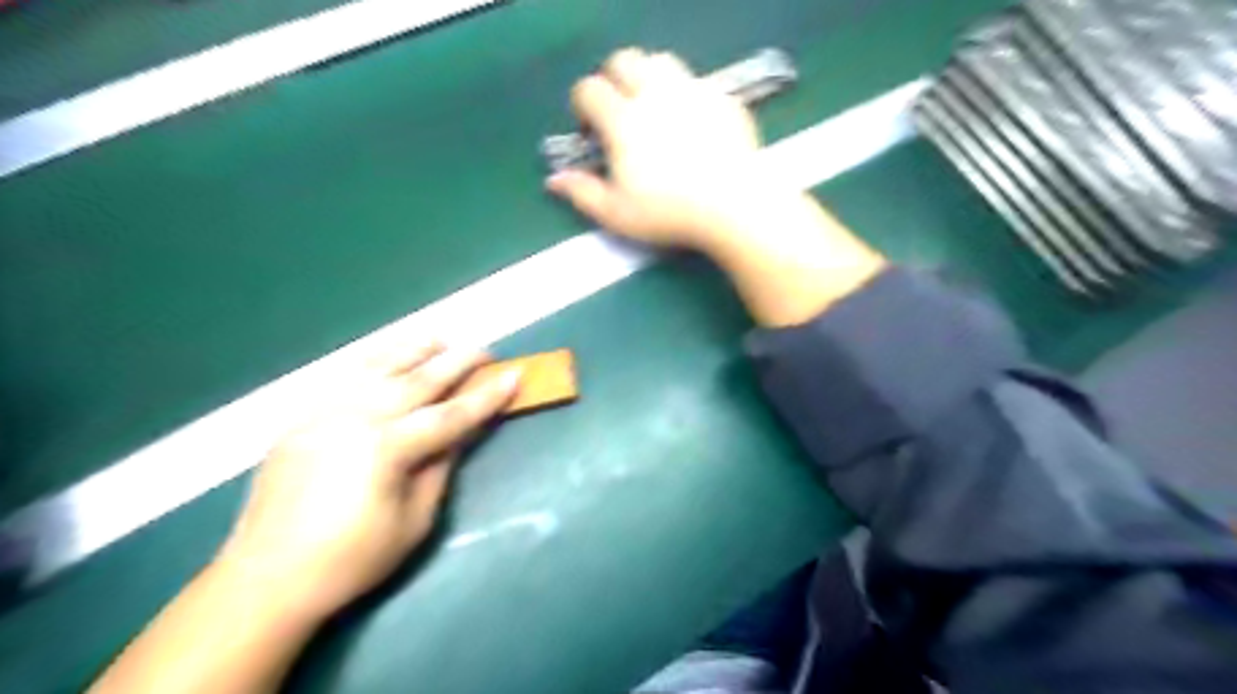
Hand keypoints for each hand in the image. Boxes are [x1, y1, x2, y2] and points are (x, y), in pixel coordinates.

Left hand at [213, 343, 517, 621]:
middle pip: (418, 378)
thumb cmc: (351, 560)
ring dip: (415, 349)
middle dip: (457, 361)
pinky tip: (389, 356)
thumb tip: (461, 432)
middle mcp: (356, 417)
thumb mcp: (414, 521)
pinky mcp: (302, 417)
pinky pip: (345, 376)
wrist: (266, 579)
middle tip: (485, 351)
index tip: (515, 375)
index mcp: (386, 447)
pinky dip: (375, 360)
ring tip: (441, 340)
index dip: (487, 395)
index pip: (451, 414)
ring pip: (378, 365)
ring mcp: (324, 411)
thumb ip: (439, 468)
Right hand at [545, 47, 776, 249]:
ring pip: (662, 62)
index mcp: (623, 120)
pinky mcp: (723, 99)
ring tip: (655, 111)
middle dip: (613, 80)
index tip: (591, 133)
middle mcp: (655, 94)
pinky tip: (693, 126)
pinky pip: (698, 83)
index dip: (582, 106)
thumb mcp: (617, 214)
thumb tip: (553, 180)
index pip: (589, 89)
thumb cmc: (669, 214)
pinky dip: (687, 96)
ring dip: (650, 78)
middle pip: (624, 60)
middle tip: (620, 114)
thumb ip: (582, 193)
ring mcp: (693, 91)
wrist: (733, 206)